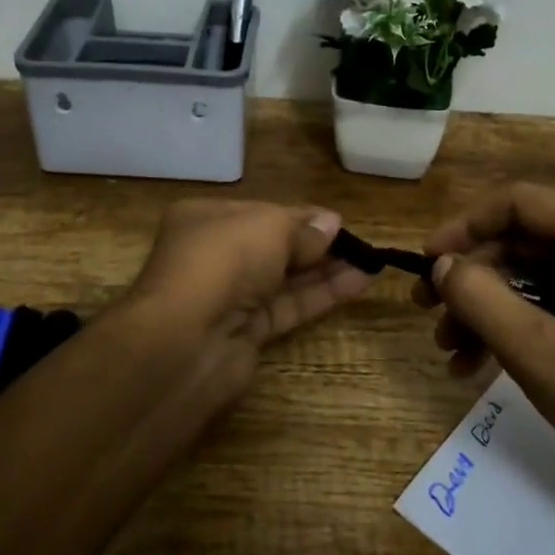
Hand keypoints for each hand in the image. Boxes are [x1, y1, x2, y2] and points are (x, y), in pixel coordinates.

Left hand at [122, 199, 373, 400]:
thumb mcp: (268, 226)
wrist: (185, 341)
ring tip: (369, 263)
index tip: (338, 222)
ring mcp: (228, 297)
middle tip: (359, 245)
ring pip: (284, 279)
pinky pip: (288, 307)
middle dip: (316, 244)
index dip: (301, 216)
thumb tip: (332, 224)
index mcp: (205, 218)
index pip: (261, 213)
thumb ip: (303, 227)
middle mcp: (214, 255)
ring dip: (325, 270)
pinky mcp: (245, 333)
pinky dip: (320, 296)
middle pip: (274, 246)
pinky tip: (356, 284)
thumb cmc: (222, 261)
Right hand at [413, 182, 554, 516]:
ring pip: (521, 272)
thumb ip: (481, 299)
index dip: (464, 227)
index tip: (425, 262)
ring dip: (480, 306)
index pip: (519, 203)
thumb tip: (440, 266)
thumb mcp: (540, 351)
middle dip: (469, 276)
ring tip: (446, 348)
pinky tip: (470, 364)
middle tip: (425, 311)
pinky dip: (503, 325)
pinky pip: (537, 300)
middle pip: (516, 238)